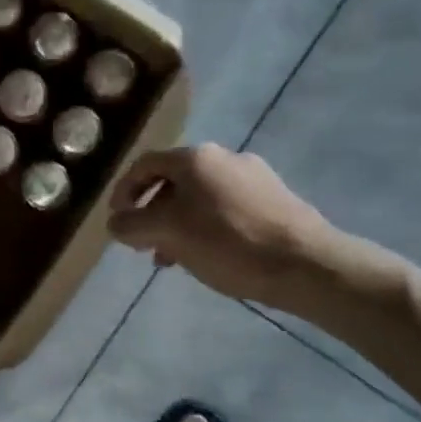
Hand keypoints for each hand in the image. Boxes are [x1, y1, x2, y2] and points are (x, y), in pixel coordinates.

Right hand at [106, 144, 334, 309]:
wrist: (305, 263)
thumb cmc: (227, 243)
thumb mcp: (168, 234)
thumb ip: (133, 225)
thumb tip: (115, 223)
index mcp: (196, 158)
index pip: (144, 165)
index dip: (123, 192)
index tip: (117, 222)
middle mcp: (225, 157)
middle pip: (173, 181)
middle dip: (152, 213)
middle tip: (144, 244)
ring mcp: (254, 177)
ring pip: (199, 198)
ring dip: (178, 224)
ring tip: (173, 258)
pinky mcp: (275, 200)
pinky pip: (225, 209)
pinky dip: (206, 228)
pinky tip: (208, 256)